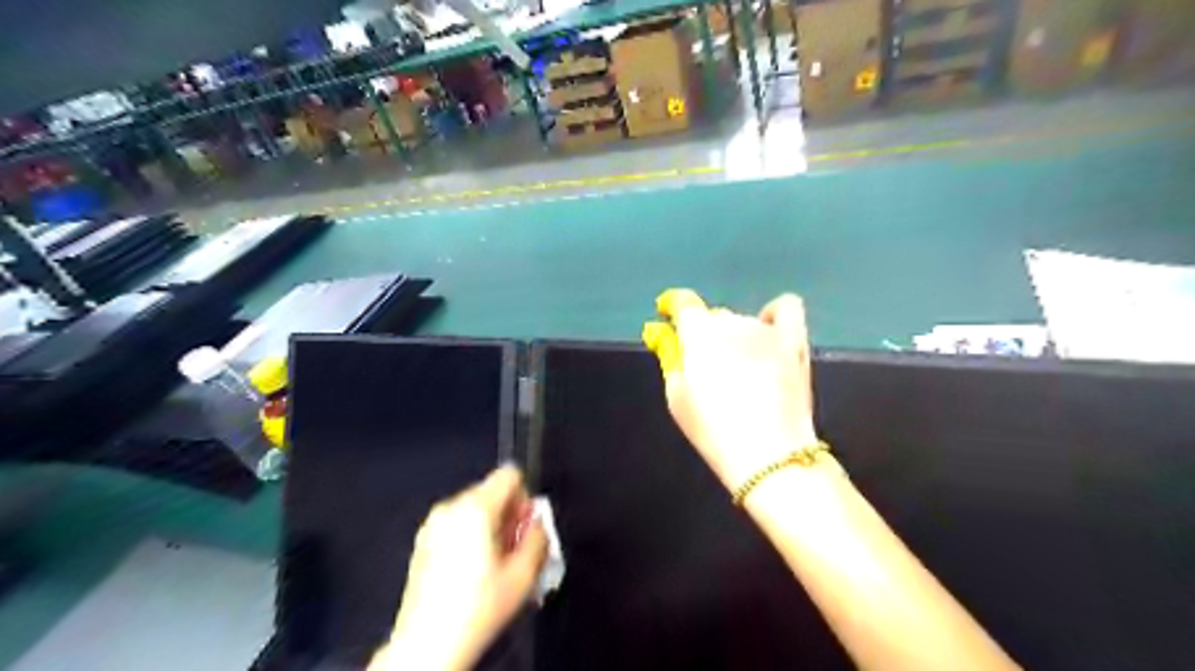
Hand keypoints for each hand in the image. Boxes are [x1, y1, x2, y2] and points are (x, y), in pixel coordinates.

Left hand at [379, 467, 547, 670]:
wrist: (427, 645)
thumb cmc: (476, 609)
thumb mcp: (524, 574)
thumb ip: (539, 537)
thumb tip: (538, 524)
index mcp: (476, 509)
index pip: (510, 475)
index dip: (525, 498)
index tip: (525, 526)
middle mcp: (451, 508)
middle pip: (492, 491)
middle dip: (508, 515)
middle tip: (513, 550)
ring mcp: (433, 524)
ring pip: (474, 508)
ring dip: (490, 527)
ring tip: (493, 564)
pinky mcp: (423, 541)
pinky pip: (456, 523)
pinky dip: (470, 537)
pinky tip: (473, 570)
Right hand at [644, 292, 823, 488]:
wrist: (769, 454)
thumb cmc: (713, 429)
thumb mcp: (677, 397)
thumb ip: (670, 357)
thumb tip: (665, 335)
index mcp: (700, 332)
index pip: (683, 303)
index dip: (672, 307)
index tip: (667, 317)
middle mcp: (733, 322)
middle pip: (713, 318)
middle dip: (705, 336)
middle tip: (707, 369)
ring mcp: (767, 330)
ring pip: (743, 322)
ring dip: (735, 338)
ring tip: (740, 370)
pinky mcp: (795, 342)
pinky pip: (787, 309)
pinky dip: (773, 316)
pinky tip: (768, 334)